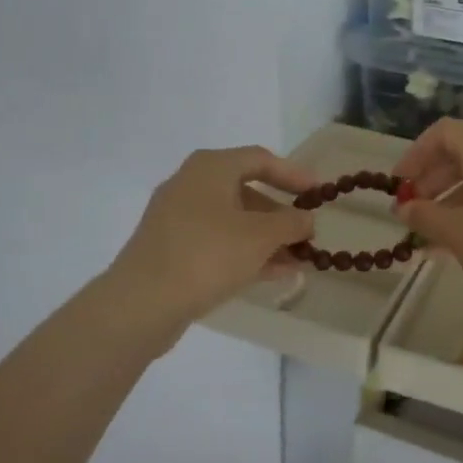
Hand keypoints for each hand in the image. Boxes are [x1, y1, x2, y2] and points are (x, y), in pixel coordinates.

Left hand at [110, 146, 318, 322]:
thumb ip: (291, 223)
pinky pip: (218, 243)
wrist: (142, 302)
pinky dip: (246, 252)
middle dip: (281, 214)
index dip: (293, 174)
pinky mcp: (172, 249)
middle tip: (308, 233)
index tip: (319, 193)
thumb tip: (306, 219)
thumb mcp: (261, 236)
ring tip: (299, 260)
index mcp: (210, 168)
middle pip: (246, 192)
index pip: (260, 159)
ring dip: (268, 238)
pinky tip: (274, 273)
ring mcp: (178, 219)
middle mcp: (191, 185)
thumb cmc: (208, 254)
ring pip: (233, 221)